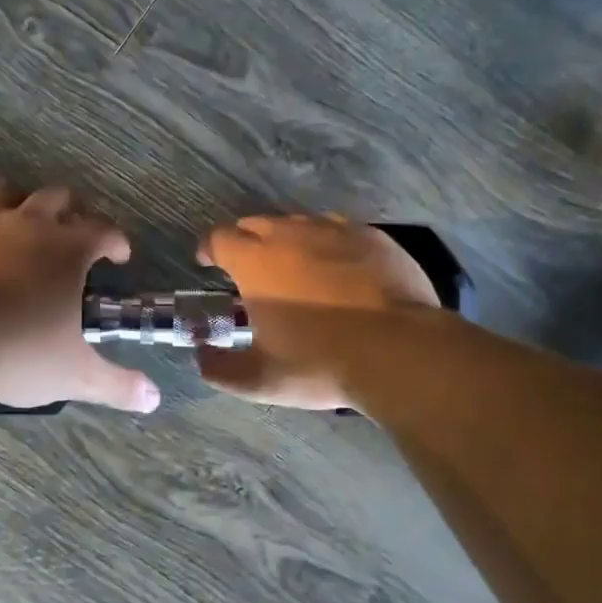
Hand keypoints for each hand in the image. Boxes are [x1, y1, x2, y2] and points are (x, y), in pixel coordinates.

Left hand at [0, 183, 159, 413]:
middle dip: (71, 210)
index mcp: (67, 248)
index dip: (117, 241)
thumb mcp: (76, 374)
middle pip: (56, 196)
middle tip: (74, 235)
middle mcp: (26, 224)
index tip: (120, 256)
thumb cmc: (19, 353)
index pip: (104, 230)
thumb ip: (118, 384)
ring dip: (18, 205)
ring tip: (20, 228)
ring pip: (4, 194)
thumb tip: (153, 399)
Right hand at [194, 215, 441, 409]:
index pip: (219, 239)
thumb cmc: (321, 363)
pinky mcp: (372, 236)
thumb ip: (221, 369)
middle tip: (249, 268)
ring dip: (286, 239)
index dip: (209, 248)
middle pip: (256, 223)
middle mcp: (291, 235)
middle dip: (245, 241)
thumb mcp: (261, 380)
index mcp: (256, 262)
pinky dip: (327, 242)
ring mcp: (335, 231)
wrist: (399, 351)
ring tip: (293, 266)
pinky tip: (337, 266)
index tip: (208, 262)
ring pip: (298, 222)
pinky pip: (338, 229)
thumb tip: (201, 358)